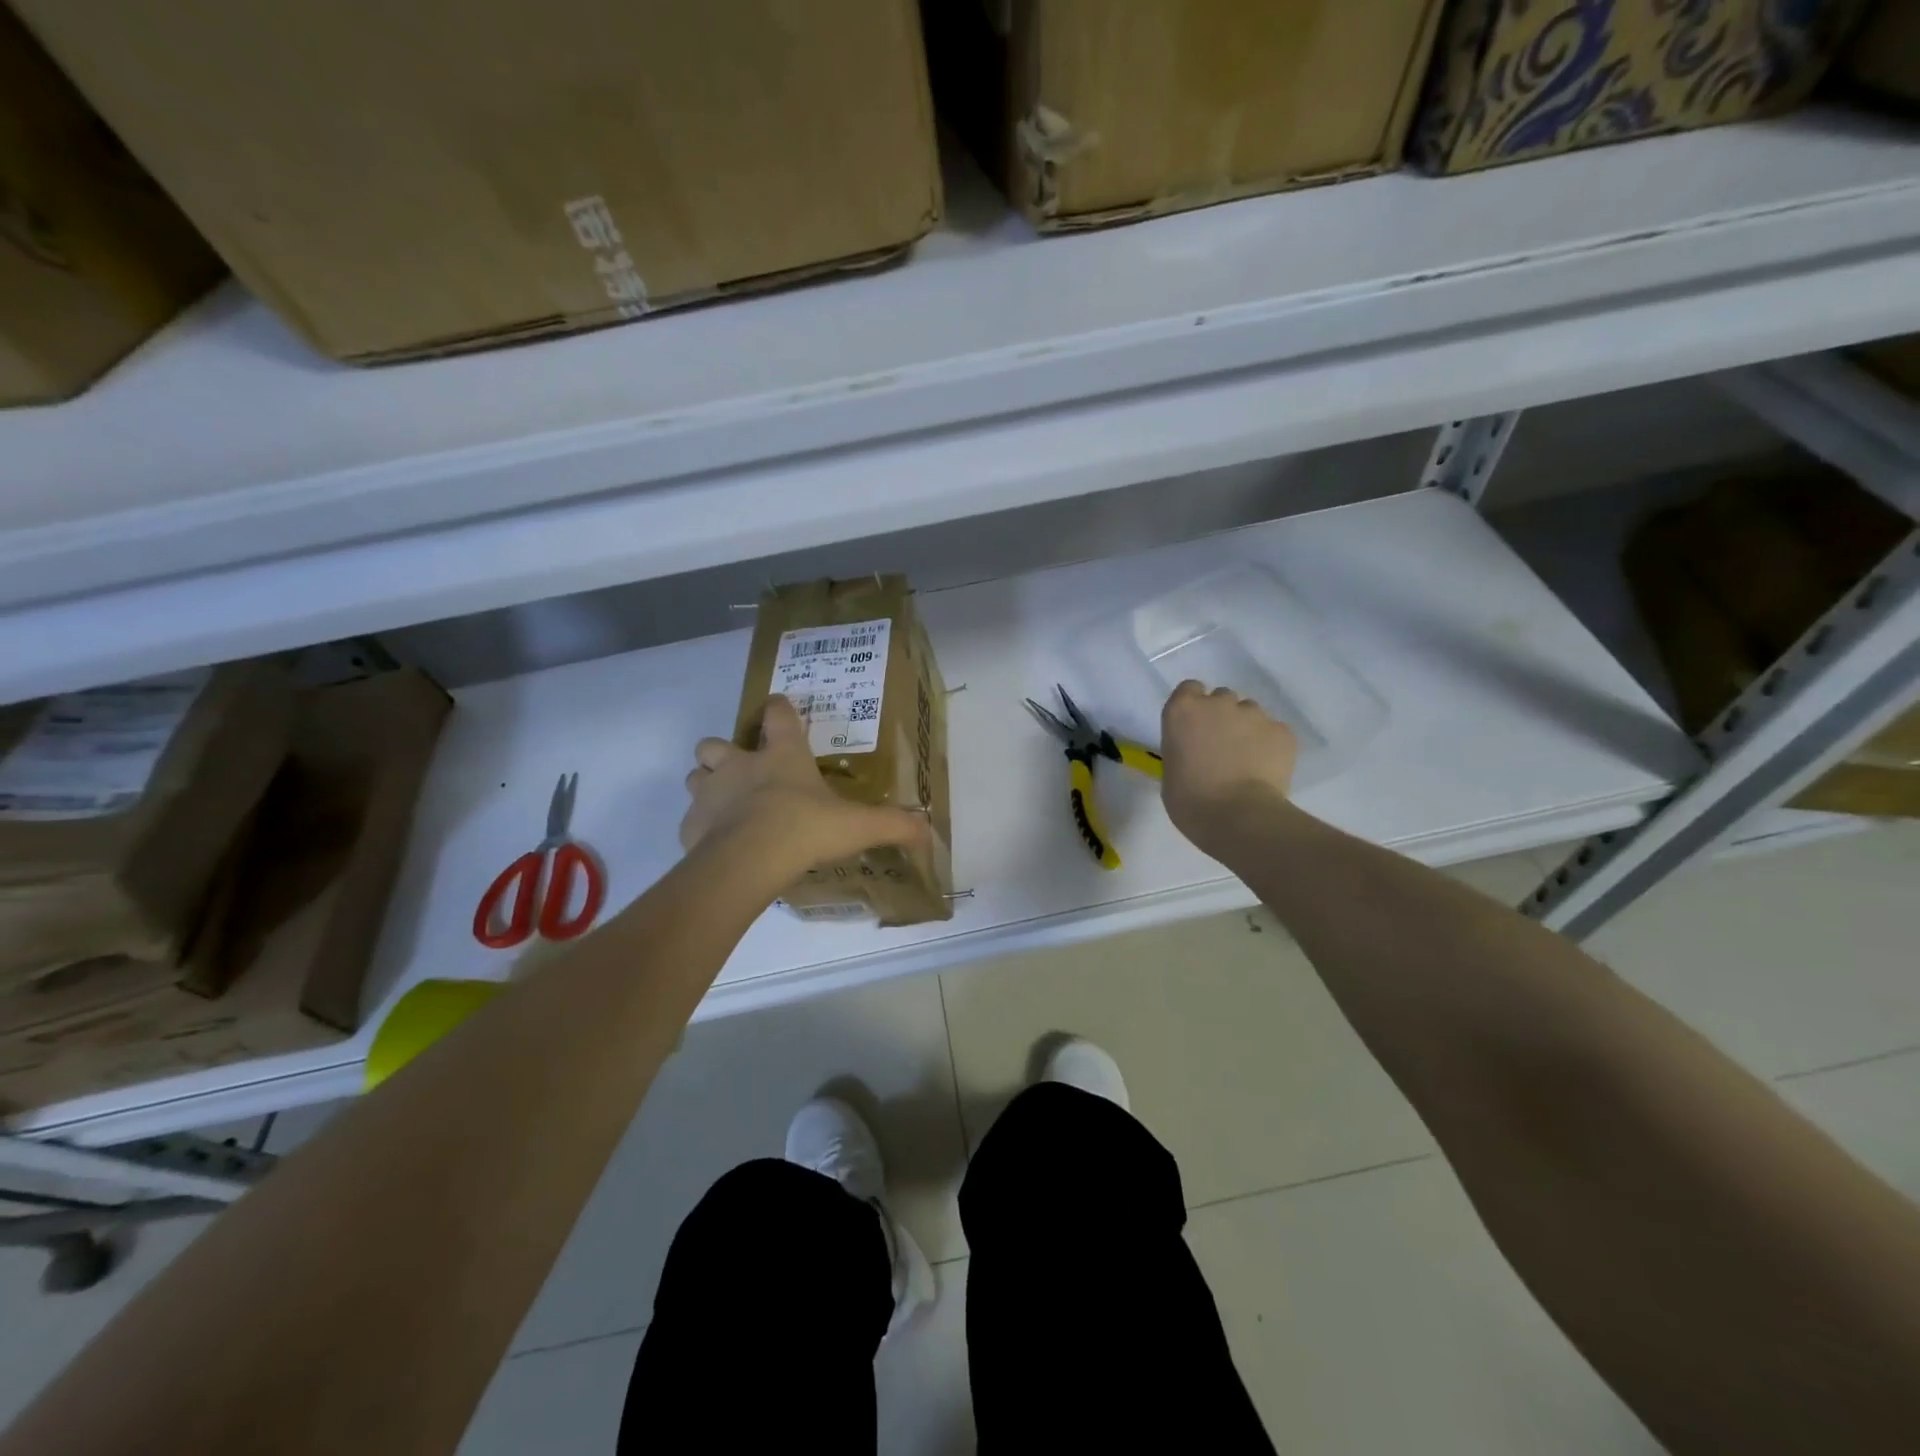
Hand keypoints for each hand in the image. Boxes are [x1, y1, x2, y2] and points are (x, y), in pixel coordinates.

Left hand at [681, 695, 927, 872]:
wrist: (749, 860)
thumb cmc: (805, 828)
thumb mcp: (859, 826)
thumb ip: (894, 825)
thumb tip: (929, 831)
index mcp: (781, 756)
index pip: (777, 714)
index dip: (779, 709)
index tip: (780, 709)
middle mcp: (739, 765)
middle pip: (715, 743)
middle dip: (723, 752)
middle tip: (743, 772)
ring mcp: (709, 793)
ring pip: (695, 776)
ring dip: (707, 785)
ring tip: (727, 808)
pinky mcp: (690, 825)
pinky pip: (691, 820)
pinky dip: (702, 828)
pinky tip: (720, 846)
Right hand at [1160, 681, 1298, 854]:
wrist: (1238, 817)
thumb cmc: (1190, 800)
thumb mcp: (1171, 770)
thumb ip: (1183, 749)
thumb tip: (1197, 752)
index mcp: (1183, 711)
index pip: (1189, 689)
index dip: (1194, 707)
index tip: (1195, 728)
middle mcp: (1218, 703)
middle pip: (1222, 698)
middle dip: (1222, 717)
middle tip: (1221, 747)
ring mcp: (1254, 714)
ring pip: (1250, 713)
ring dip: (1247, 729)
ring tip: (1247, 760)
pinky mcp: (1282, 731)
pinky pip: (1274, 731)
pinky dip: (1270, 745)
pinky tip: (1265, 769)